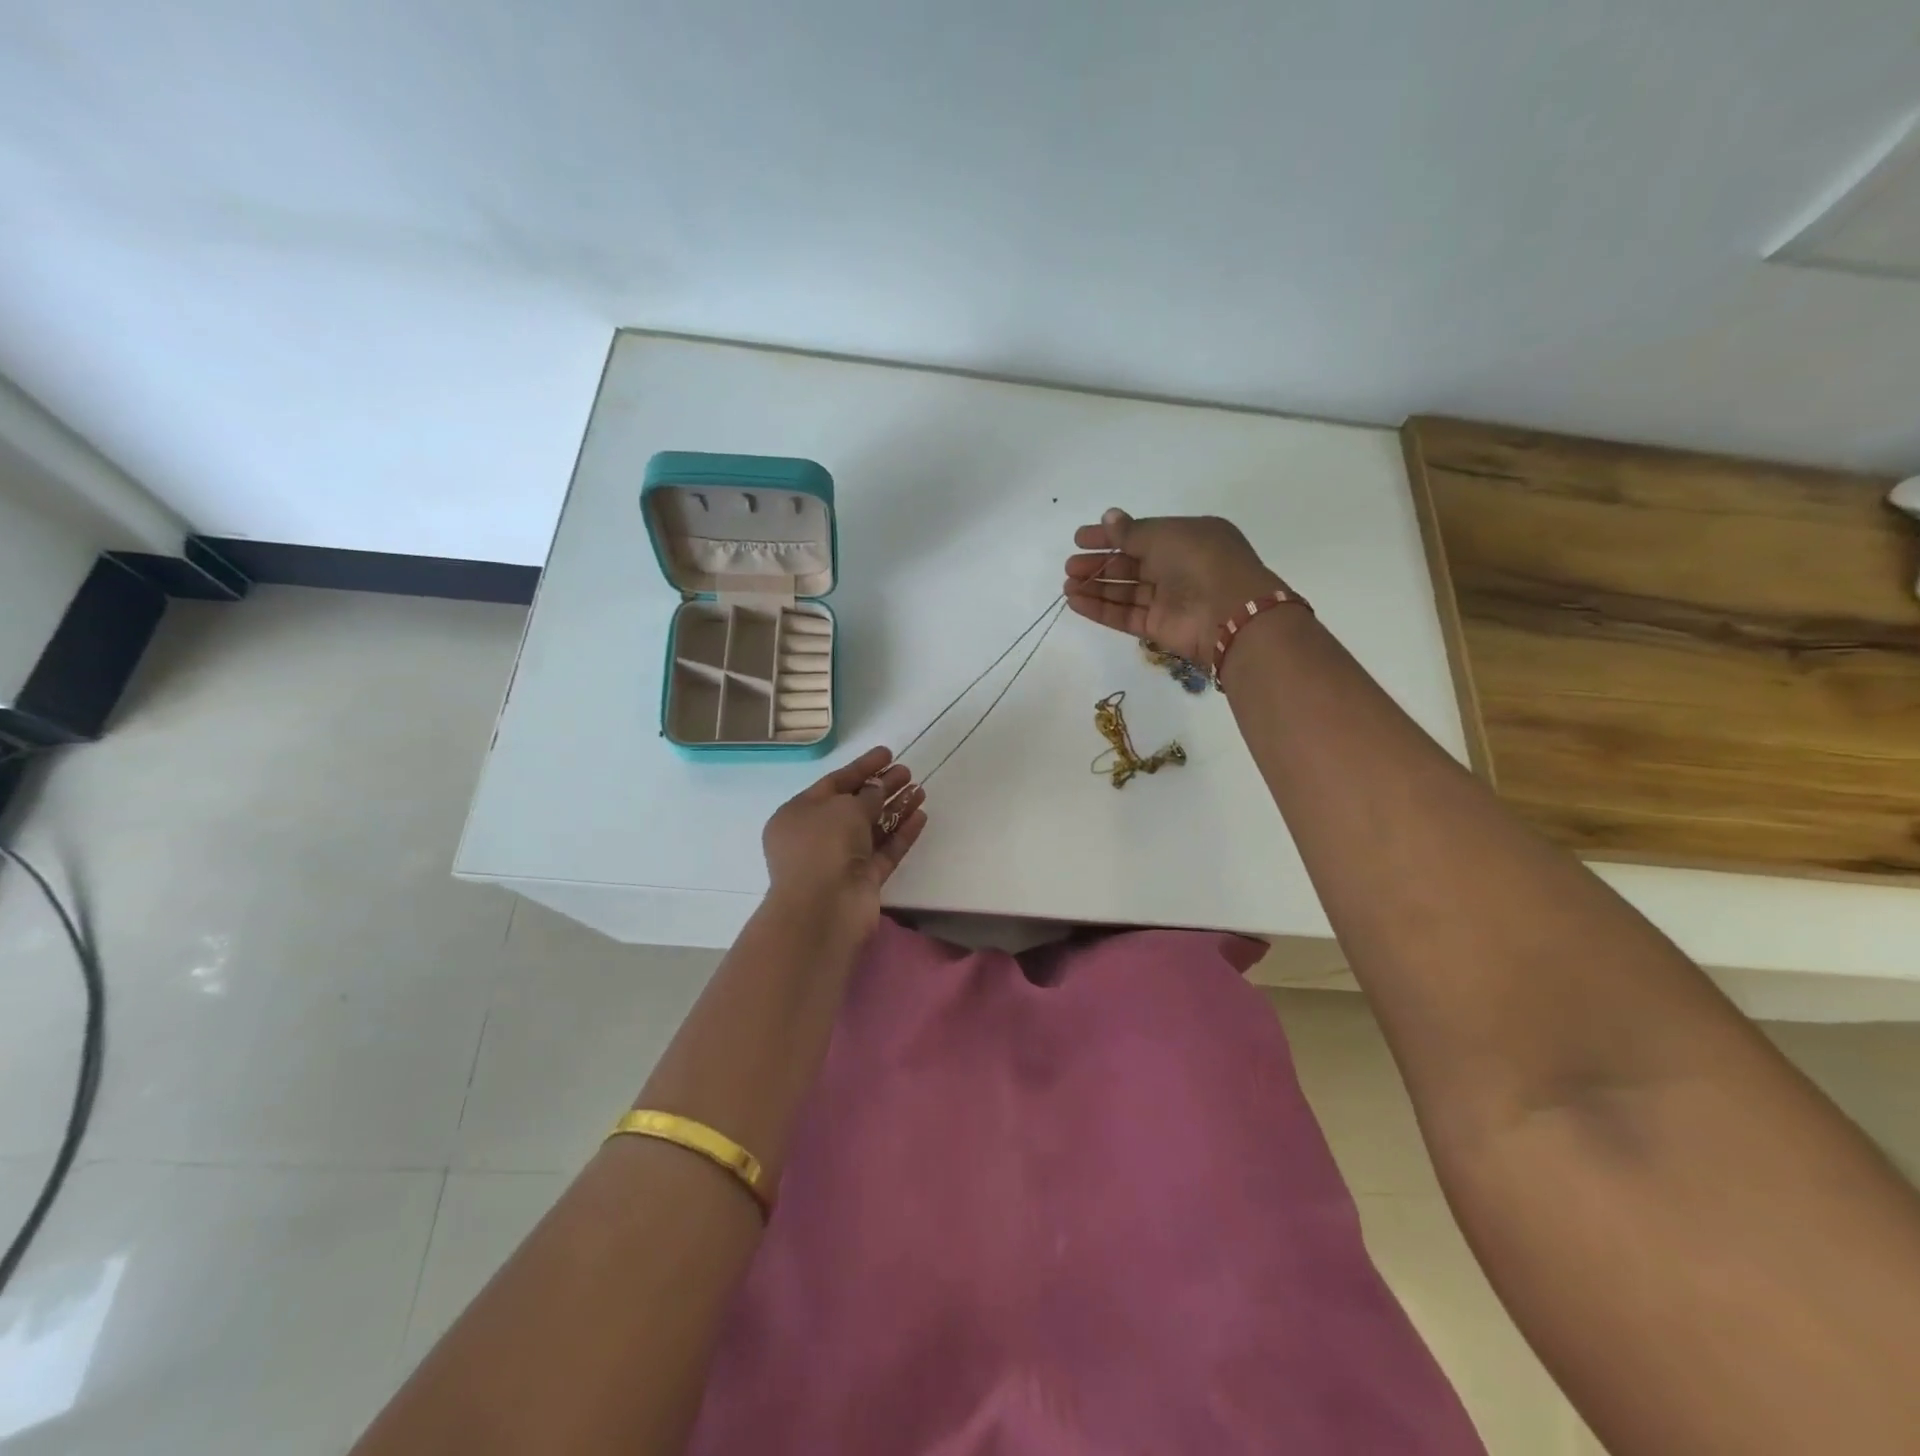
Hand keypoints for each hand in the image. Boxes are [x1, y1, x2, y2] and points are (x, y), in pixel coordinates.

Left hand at [761, 746, 926, 940]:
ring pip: (872, 828)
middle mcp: (816, 836)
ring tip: (920, 789)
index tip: (887, 753)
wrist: (823, 909)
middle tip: (907, 771)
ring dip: (895, 808)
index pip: (833, 783)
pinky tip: (920, 815)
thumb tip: (878, 789)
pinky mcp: (862, 880)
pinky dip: (901, 833)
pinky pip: (884, 850)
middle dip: (881, 787)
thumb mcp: (844, 809)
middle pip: (854, 805)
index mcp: (798, 814)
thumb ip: (867, 795)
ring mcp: (840, 859)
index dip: (861, 767)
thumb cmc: (823, 847)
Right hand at [1063, 509, 1290, 667]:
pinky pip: (1124, 615)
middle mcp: (1177, 567)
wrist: (1229, 612)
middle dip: (1099, 564)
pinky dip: (1100, 609)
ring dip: (1095, 587)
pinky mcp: (1158, 627)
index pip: (1141, 535)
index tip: (1079, 538)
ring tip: (1068, 585)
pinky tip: (1075, 602)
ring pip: (1125, 591)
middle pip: (1130, 565)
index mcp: (1187, 538)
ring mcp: (1168, 599)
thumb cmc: (1200, 561)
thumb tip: (1108, 517)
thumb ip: (1131, 532)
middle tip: (1070, 566)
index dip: (1109, 536)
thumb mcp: (1164, 535)